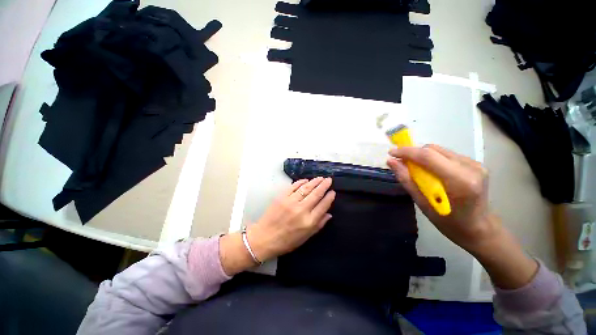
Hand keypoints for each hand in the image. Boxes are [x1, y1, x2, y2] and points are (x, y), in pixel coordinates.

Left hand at [220, 177, 335, 275]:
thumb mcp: (305, 237)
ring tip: (320, 178)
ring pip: (306, 188)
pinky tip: (306, 180)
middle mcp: (301, 210)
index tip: (333, 192)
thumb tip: (329, 214)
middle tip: (329, 180)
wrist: (264, 238)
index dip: (329, 198)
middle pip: (316, 194)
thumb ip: (319, 225)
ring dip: (314, 181)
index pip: (323, 206)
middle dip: (324, 185)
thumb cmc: (286, 241)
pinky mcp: (281, 197)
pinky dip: (300, 182)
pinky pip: (293, 186)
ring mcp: (291, 202)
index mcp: (309, 221)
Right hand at [387, 144, 492, 252]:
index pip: (428, 156)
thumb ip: (406, 180)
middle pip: (433, 150)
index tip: (391, 153)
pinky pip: (446, 155)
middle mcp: (470, 167)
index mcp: (459, 181)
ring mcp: (475, 164)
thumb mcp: (423, 204)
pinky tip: (430, 171)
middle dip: (413, 153)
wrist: (479, 229)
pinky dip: (433, 159)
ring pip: (439, 150)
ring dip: (422, 156)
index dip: (406, 152)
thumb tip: (391, 162)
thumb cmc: (449, 222)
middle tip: (401, 163)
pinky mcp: (475, 164)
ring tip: (415, 168)